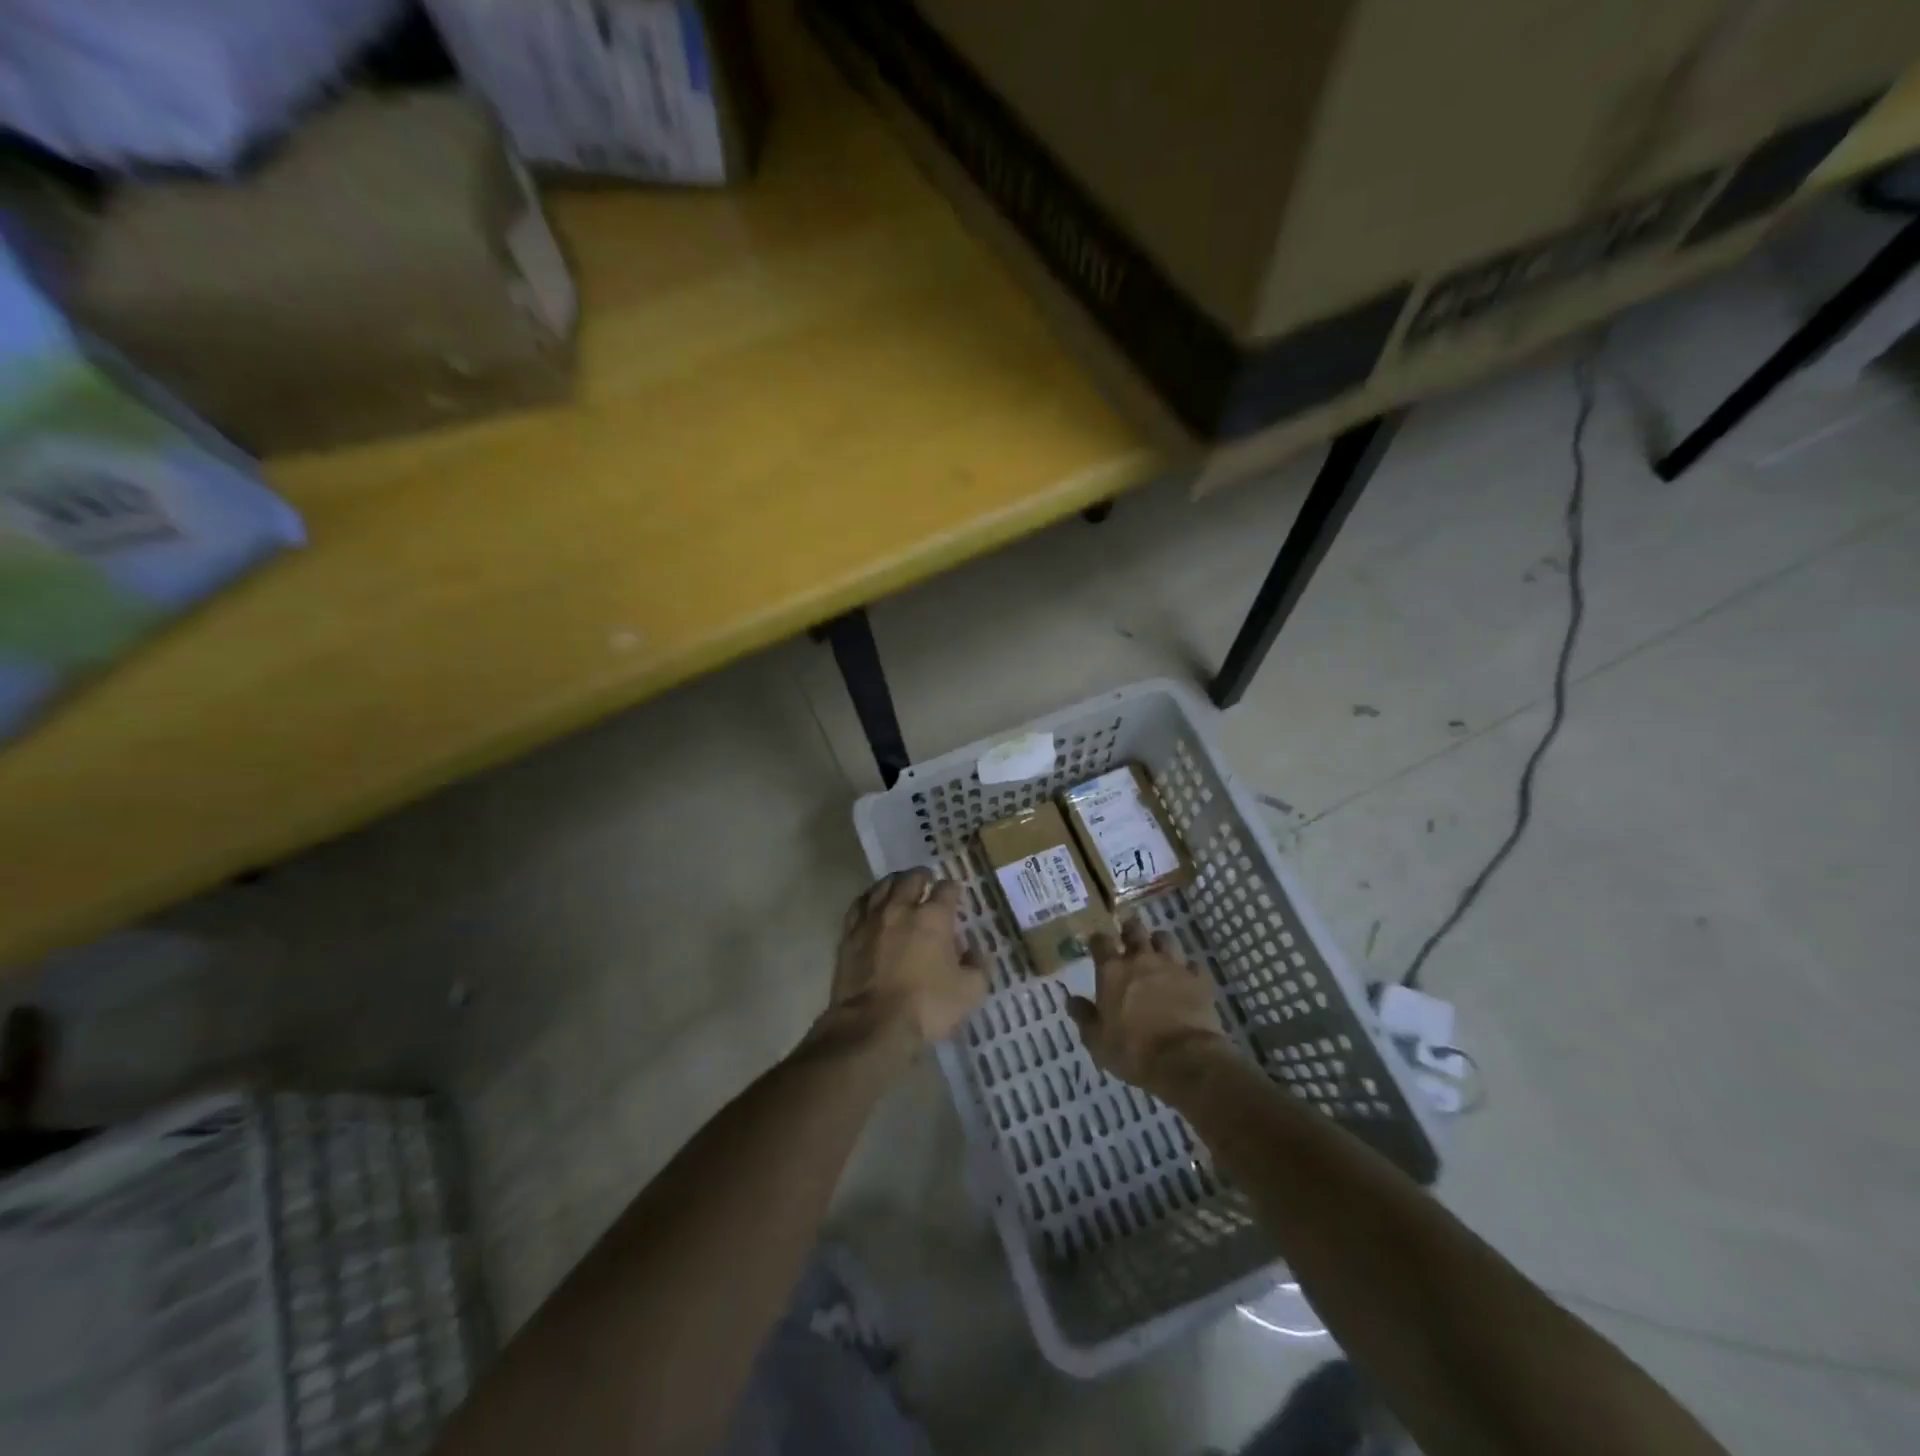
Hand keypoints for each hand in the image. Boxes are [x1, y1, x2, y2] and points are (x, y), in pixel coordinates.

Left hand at [828, 869, 988, 1047]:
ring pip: (883, 886)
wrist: (872, 1025)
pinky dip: (869, 900)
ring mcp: (872, 919)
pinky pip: (858, 906)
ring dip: (894, 883)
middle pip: (911, 878)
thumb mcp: (970, 991)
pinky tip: (872, 905)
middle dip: (922, 877)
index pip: (947, 888)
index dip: (954, 889)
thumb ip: (979, 965)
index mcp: (934, 917)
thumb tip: (977, 949)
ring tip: (900, 887)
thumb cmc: (926, 1007)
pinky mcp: (849, 934)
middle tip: (927, 882)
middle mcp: (902, 908)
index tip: (956, 895)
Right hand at [1067, 917, 1231, 1095]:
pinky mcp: (1198, 979)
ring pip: (1165, 938)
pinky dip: (1187, 969)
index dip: (1097, 940)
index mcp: (1112, 971)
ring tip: (1158, 954)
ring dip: (1159, 943)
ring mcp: (1173, 966)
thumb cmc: (1133, 1051)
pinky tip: (1186, 979)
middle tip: (1128, 939)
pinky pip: (1192, 965)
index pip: (1100, 941)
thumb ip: (1084, 1016)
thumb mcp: (1097, 1041)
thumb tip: (1071, 999)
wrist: (1184, 1059)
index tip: (1096, 945)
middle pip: (1135, 929)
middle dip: (1130, 930)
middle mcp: (1141, 960)